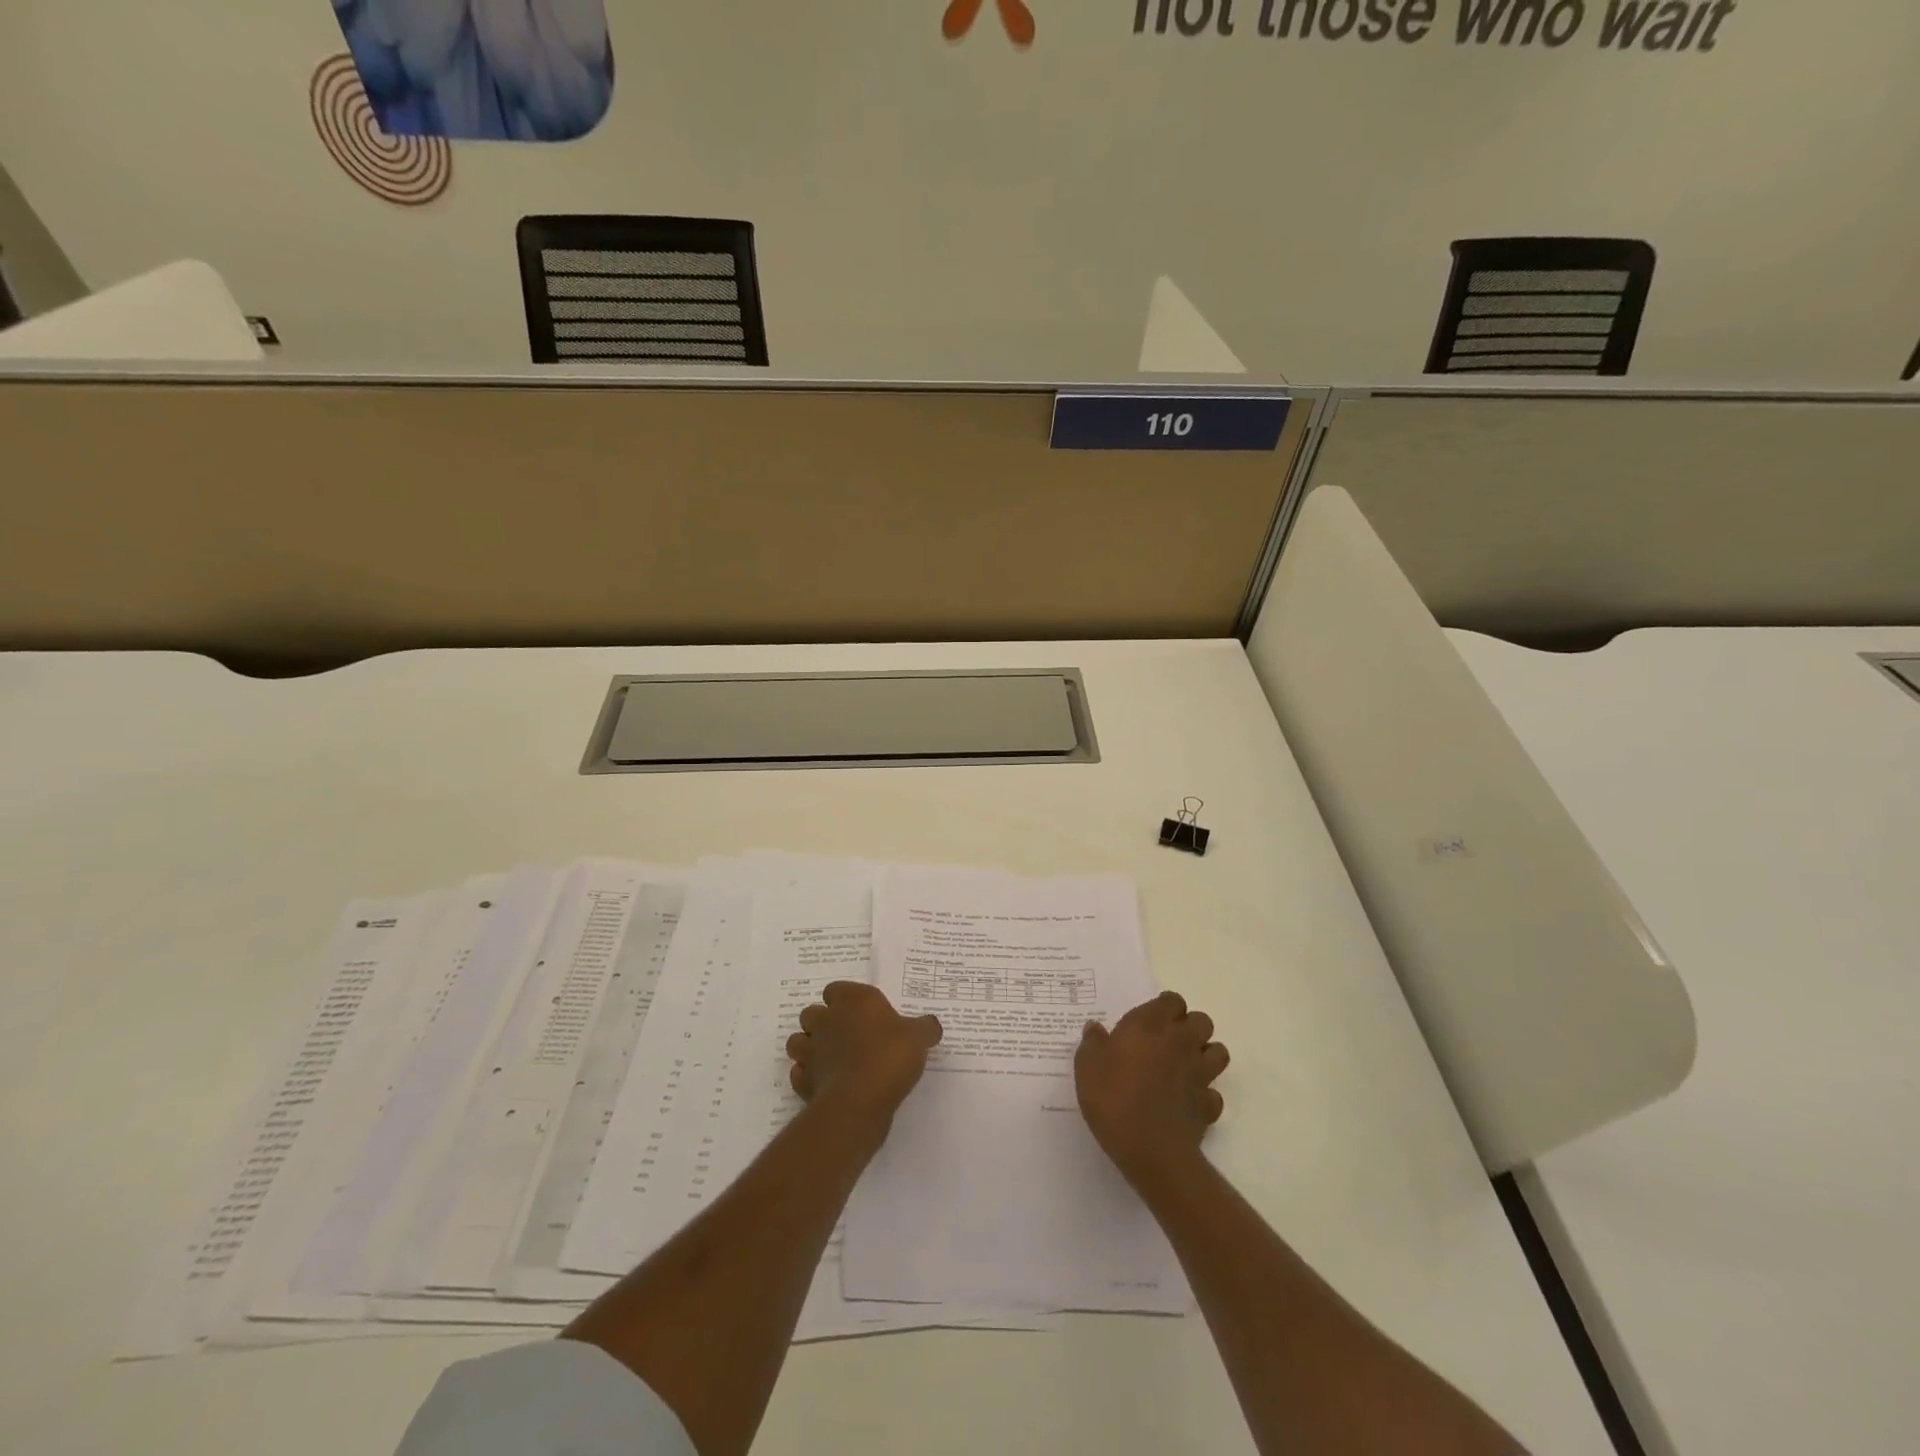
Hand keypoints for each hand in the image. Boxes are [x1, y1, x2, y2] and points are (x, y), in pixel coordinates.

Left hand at [786, 982, 942, 1123]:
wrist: (860, 1101)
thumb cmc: (890, 1056)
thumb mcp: (919, 1038)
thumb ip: (925, 1028)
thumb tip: (932, 1025)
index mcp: (853, 1001)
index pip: (837, 989)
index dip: (846, 1000)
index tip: (862, 1013)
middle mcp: (827, 1020)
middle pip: (813, 1013)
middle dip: (823, 1022)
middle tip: (847, 1036)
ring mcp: (811, 1051)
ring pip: (798, 1041)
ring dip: (809, 1047)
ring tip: (831, 1059)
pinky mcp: (804, 1081)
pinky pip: (800, 1074)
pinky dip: (809, 1077)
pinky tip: (827, 1083)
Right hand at [1075, 991, 1228, 1187]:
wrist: (1150, 1149)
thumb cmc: (1113, 1098)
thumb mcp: (1087, 1065)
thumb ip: (1092, 1042)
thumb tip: (1095, 1028)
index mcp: (1152, 1024)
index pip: (1172, 1000)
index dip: (1163, 1008)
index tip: (1148, 1021)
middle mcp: (1181, 1042)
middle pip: (1202, 1021)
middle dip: (1189, 1026)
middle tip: (1167, 1041)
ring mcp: (1200, 1073)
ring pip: (1218, 1052)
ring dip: (1205, 1054)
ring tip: (1184, 1066)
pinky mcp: (1209, 1105)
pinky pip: (1213, 1092)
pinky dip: (1204, 1094)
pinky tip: (1187, 1101)